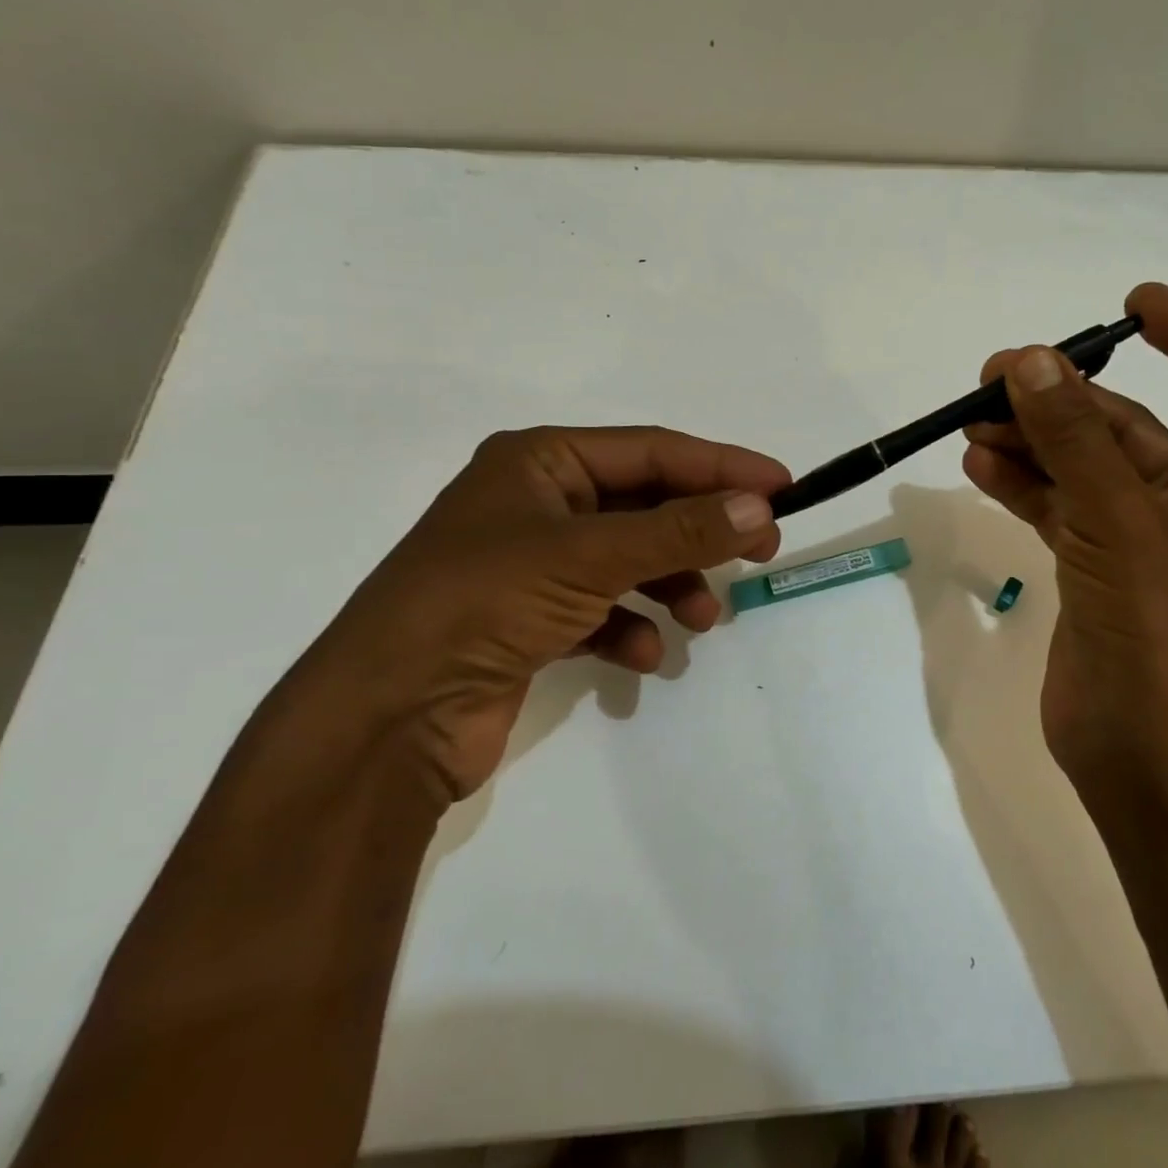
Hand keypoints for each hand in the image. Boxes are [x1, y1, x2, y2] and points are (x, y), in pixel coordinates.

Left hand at [293, 426, 787, 798]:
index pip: (653, 450)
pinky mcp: (531, 621)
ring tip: (703, 620)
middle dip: (701, 531)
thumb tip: (757, 507)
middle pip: (645, 505)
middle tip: (761, 550)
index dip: (721, 466)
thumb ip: (679, 531)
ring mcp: (532, 564)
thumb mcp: (592, 555)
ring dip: (672, 586)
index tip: (780, 486)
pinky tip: (642, 658)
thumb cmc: (484, 603)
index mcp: (540, 461)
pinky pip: (602, 610)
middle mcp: (537, 504)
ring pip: (630, 561)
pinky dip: (630, 629)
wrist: (386, 717)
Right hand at [962, 283, 1167, 788]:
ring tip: (974, 418)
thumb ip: (1074, 439)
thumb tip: (1031, 361)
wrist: (1138, 746)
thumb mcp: (1116, 520)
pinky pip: (1056, 503)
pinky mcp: (1093, 564)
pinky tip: (979, 464)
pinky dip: (1021, 481)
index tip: (1129, 308)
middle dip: (1066, 395)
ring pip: (1082, 462)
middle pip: (1130, 420)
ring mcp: (1135, 534)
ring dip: (1032, 437)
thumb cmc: (1155, 629)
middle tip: (997, 376)